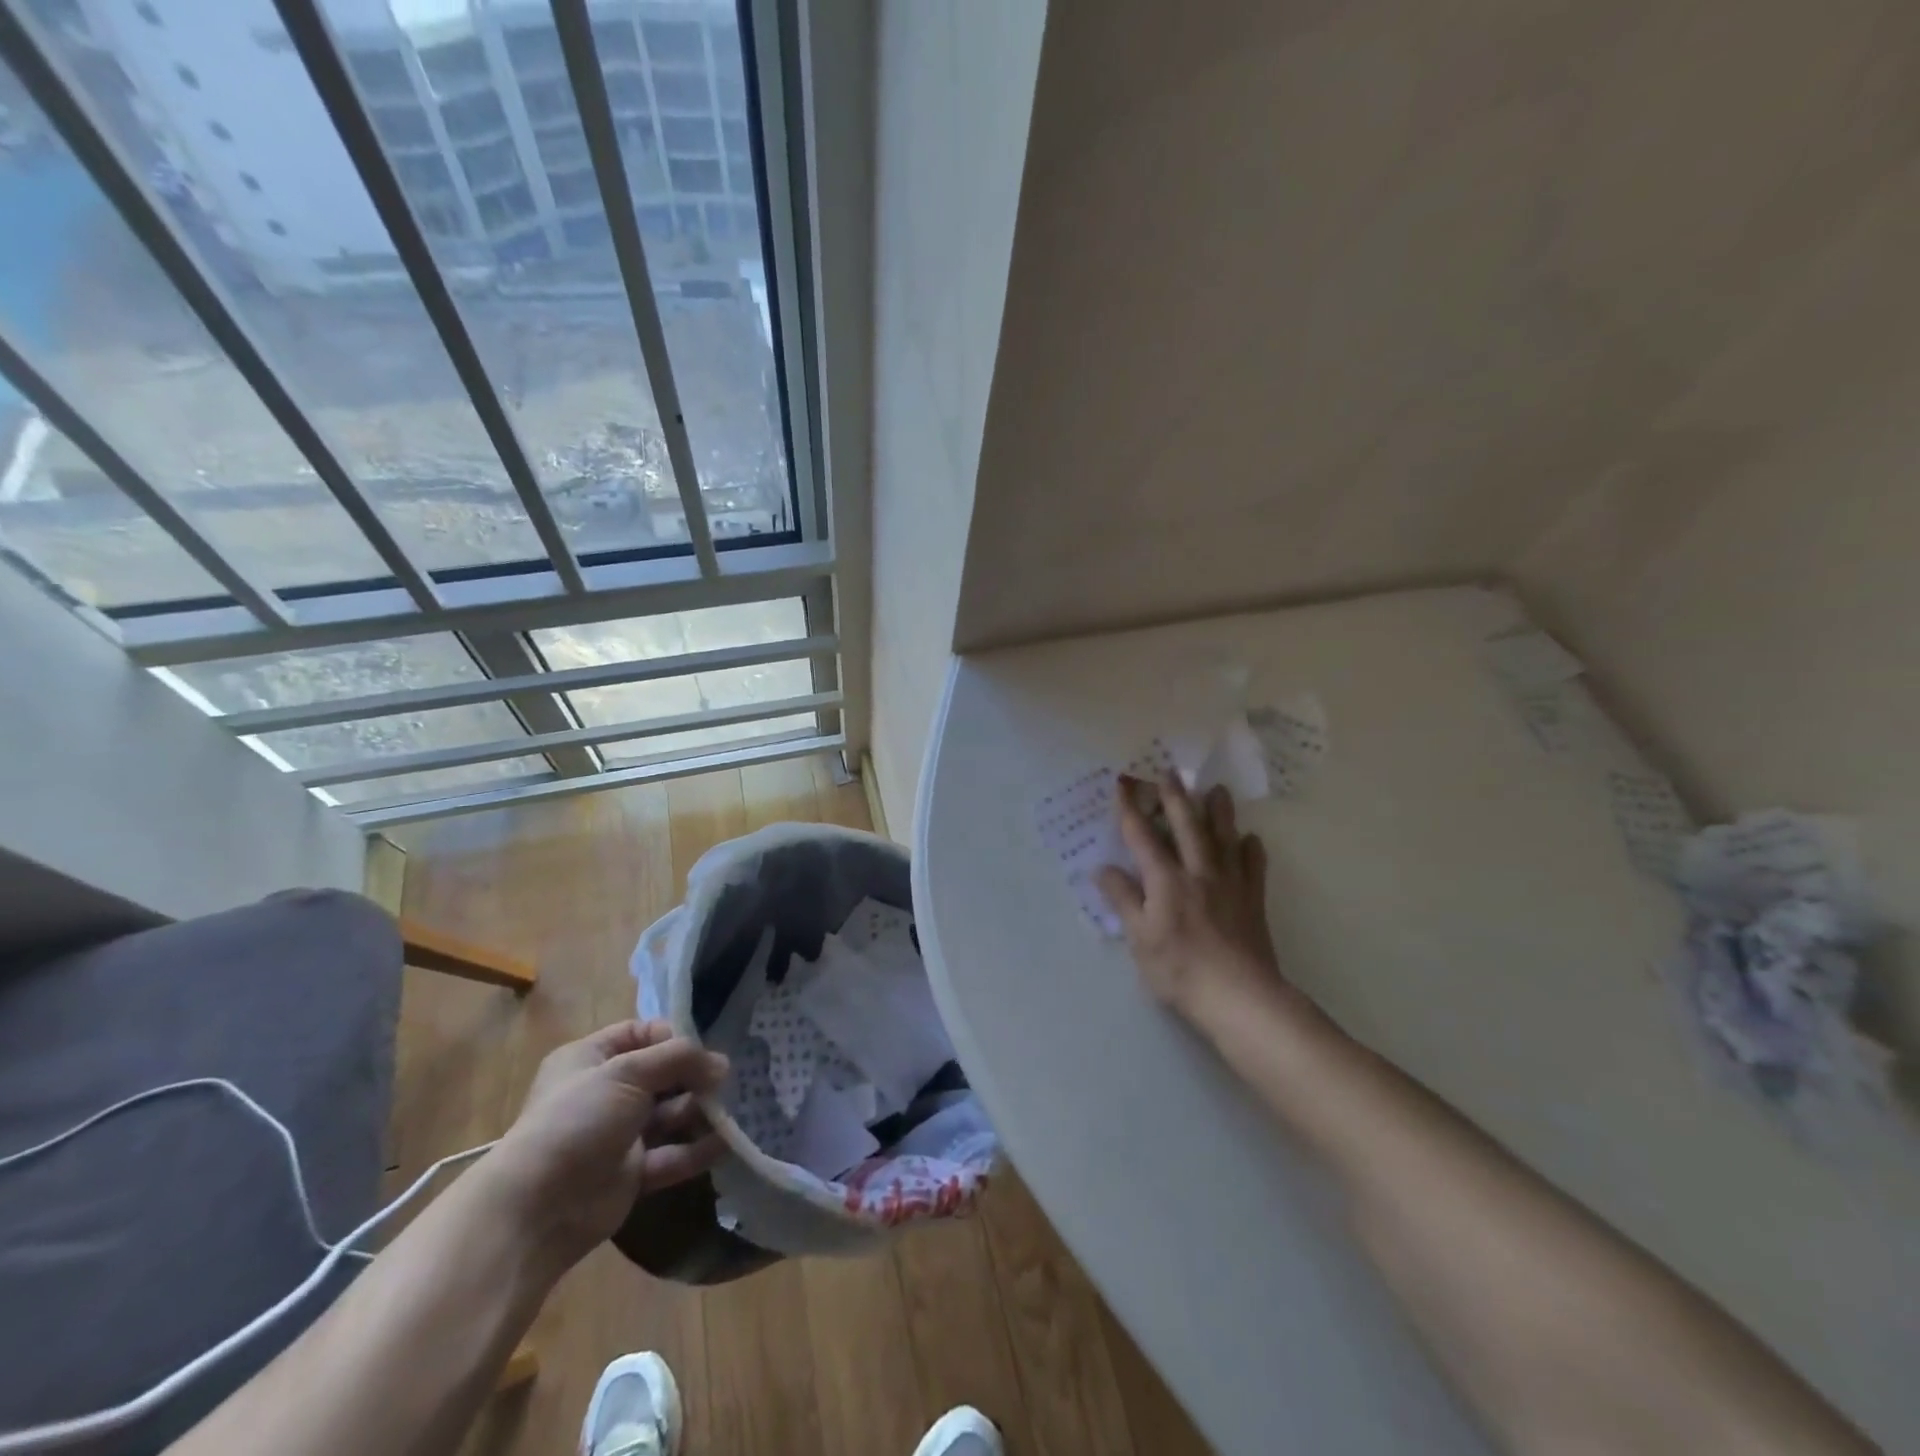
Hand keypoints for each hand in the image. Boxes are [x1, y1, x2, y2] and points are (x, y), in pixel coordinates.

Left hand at [480, 1020, 727, 1271]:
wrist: (535, 1208)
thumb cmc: (577, 1119)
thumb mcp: (628, 1072)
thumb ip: (679, 1059)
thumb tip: (722, 1063)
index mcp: (591, 1059)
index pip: (641, 1034)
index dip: (672, 1037)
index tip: (700, 1048)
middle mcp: (605, 1092)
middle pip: (661, 1074)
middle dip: (694, 1076)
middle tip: (724, 1082)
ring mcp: (618, 1134)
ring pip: (669, 1114)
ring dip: (700, 1111)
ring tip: (728, 1111)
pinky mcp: (631, 1173)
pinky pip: (671, 1154)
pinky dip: (696, 1149)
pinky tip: (725, 1143)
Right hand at [1096, 777, 1293, 1030]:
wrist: (1240, 997)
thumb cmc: (1180, 970)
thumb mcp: (1140, 938)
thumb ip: (1124, 900)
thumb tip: (1103, 868)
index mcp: (1166, 880)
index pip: (1143, 837)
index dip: (1131, 809)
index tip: (1123, 783)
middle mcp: (1198, 872)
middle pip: (1187, 827)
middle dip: (1175, 798)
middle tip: (1170, 771)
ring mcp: (1230, 884)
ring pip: (1224, 838)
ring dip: (1218, 812)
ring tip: (1217, 790)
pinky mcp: (1253, 900)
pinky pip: (1253, 867)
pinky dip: (1252, 849)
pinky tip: (1252, 839)